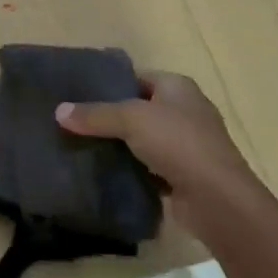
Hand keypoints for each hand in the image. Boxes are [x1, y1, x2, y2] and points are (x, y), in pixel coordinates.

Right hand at [55, 71, 263, 236]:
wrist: (218, 199)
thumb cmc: (178, 143)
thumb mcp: (131, 120)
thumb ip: (95, 114)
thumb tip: (58, 111)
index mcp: (177, 87)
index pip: (137, 77)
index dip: (109, 84)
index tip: (77, 95)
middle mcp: (184, 111)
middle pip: (139, 109)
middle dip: (110, 117)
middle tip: (74, 123)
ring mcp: (186, 145)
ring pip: (143, 140)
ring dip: (119, 146)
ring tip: (81, 148)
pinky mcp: (183, 175)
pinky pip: (149, 167)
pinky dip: (131, 171)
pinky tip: (105, 175)